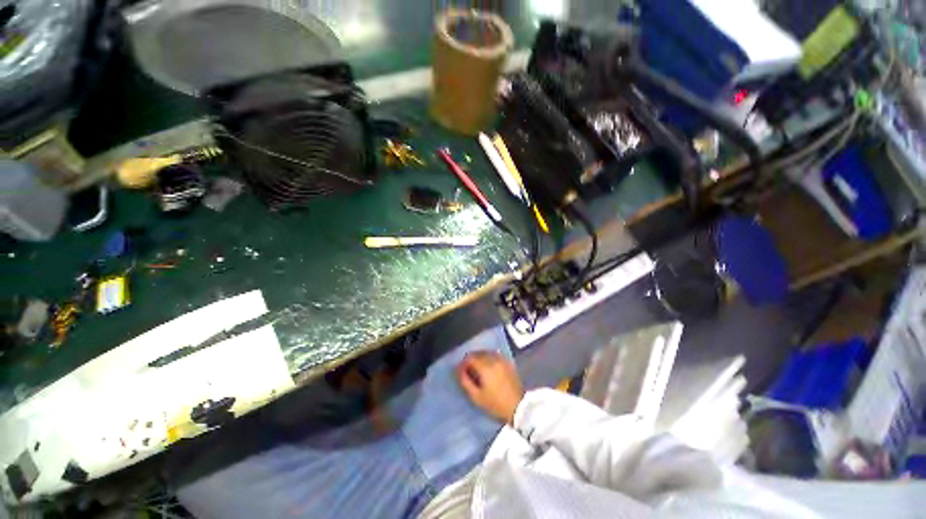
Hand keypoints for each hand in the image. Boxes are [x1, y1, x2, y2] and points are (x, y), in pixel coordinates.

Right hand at [457, 351, 523, 424]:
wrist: (519, 408)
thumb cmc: (495, 404)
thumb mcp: (477, 397)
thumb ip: (465, 382)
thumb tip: (459, 371)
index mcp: (486, 367)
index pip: (470, 358)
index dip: (462, 363)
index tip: (459, 370)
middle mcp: (494, 359)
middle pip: (478, 353)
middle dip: (470, 359)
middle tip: (467, 369)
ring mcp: (502, 360)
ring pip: (487, 352)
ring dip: (479, 357)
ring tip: (476, 368)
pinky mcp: (508, 362)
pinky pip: (495, 355)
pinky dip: (488, 357)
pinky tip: (487, 366)